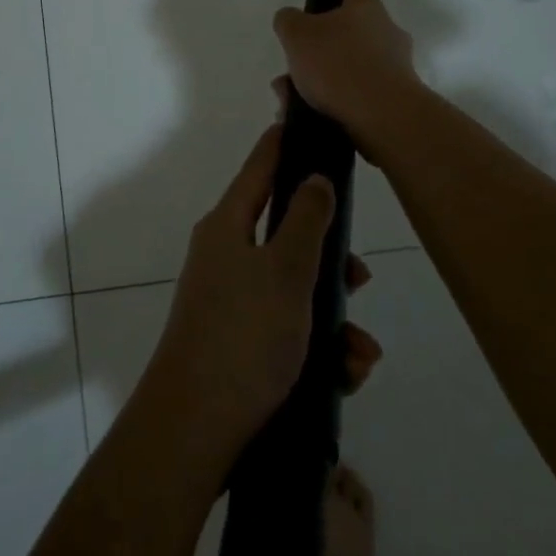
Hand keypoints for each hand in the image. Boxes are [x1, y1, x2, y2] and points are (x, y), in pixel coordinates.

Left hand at [142, 124, 381, 465]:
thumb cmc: (243, 337)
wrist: (194, 432)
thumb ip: (307, 219)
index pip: (261, 165)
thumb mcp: (286, 271)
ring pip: (295, 289)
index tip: (313, 123)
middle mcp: (226, 255)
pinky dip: (318, 347)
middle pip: (287, 233)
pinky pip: (288, 329)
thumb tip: (314, 176)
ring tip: (360, 353)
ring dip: (334, 317)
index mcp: (228, 225)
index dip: (287, 142)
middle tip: (361, 275)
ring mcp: (230, 302)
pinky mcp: (239, 343)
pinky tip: (345, 377)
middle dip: (330, 256)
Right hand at [272, 0, 422, 157]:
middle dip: (318, 47)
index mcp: (364, 8)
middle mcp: (385, 32)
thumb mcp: (298, 36)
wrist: (383, 117)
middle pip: (347, 31)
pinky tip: (306, 115)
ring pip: (346, 66)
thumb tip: (290, 19)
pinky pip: (354, 94)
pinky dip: (330, 101)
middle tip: (292, 65)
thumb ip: (289, 22)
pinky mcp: (394, 98)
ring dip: (318, 80)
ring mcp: (394, 66)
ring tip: (289, 100)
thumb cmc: (340, 65)